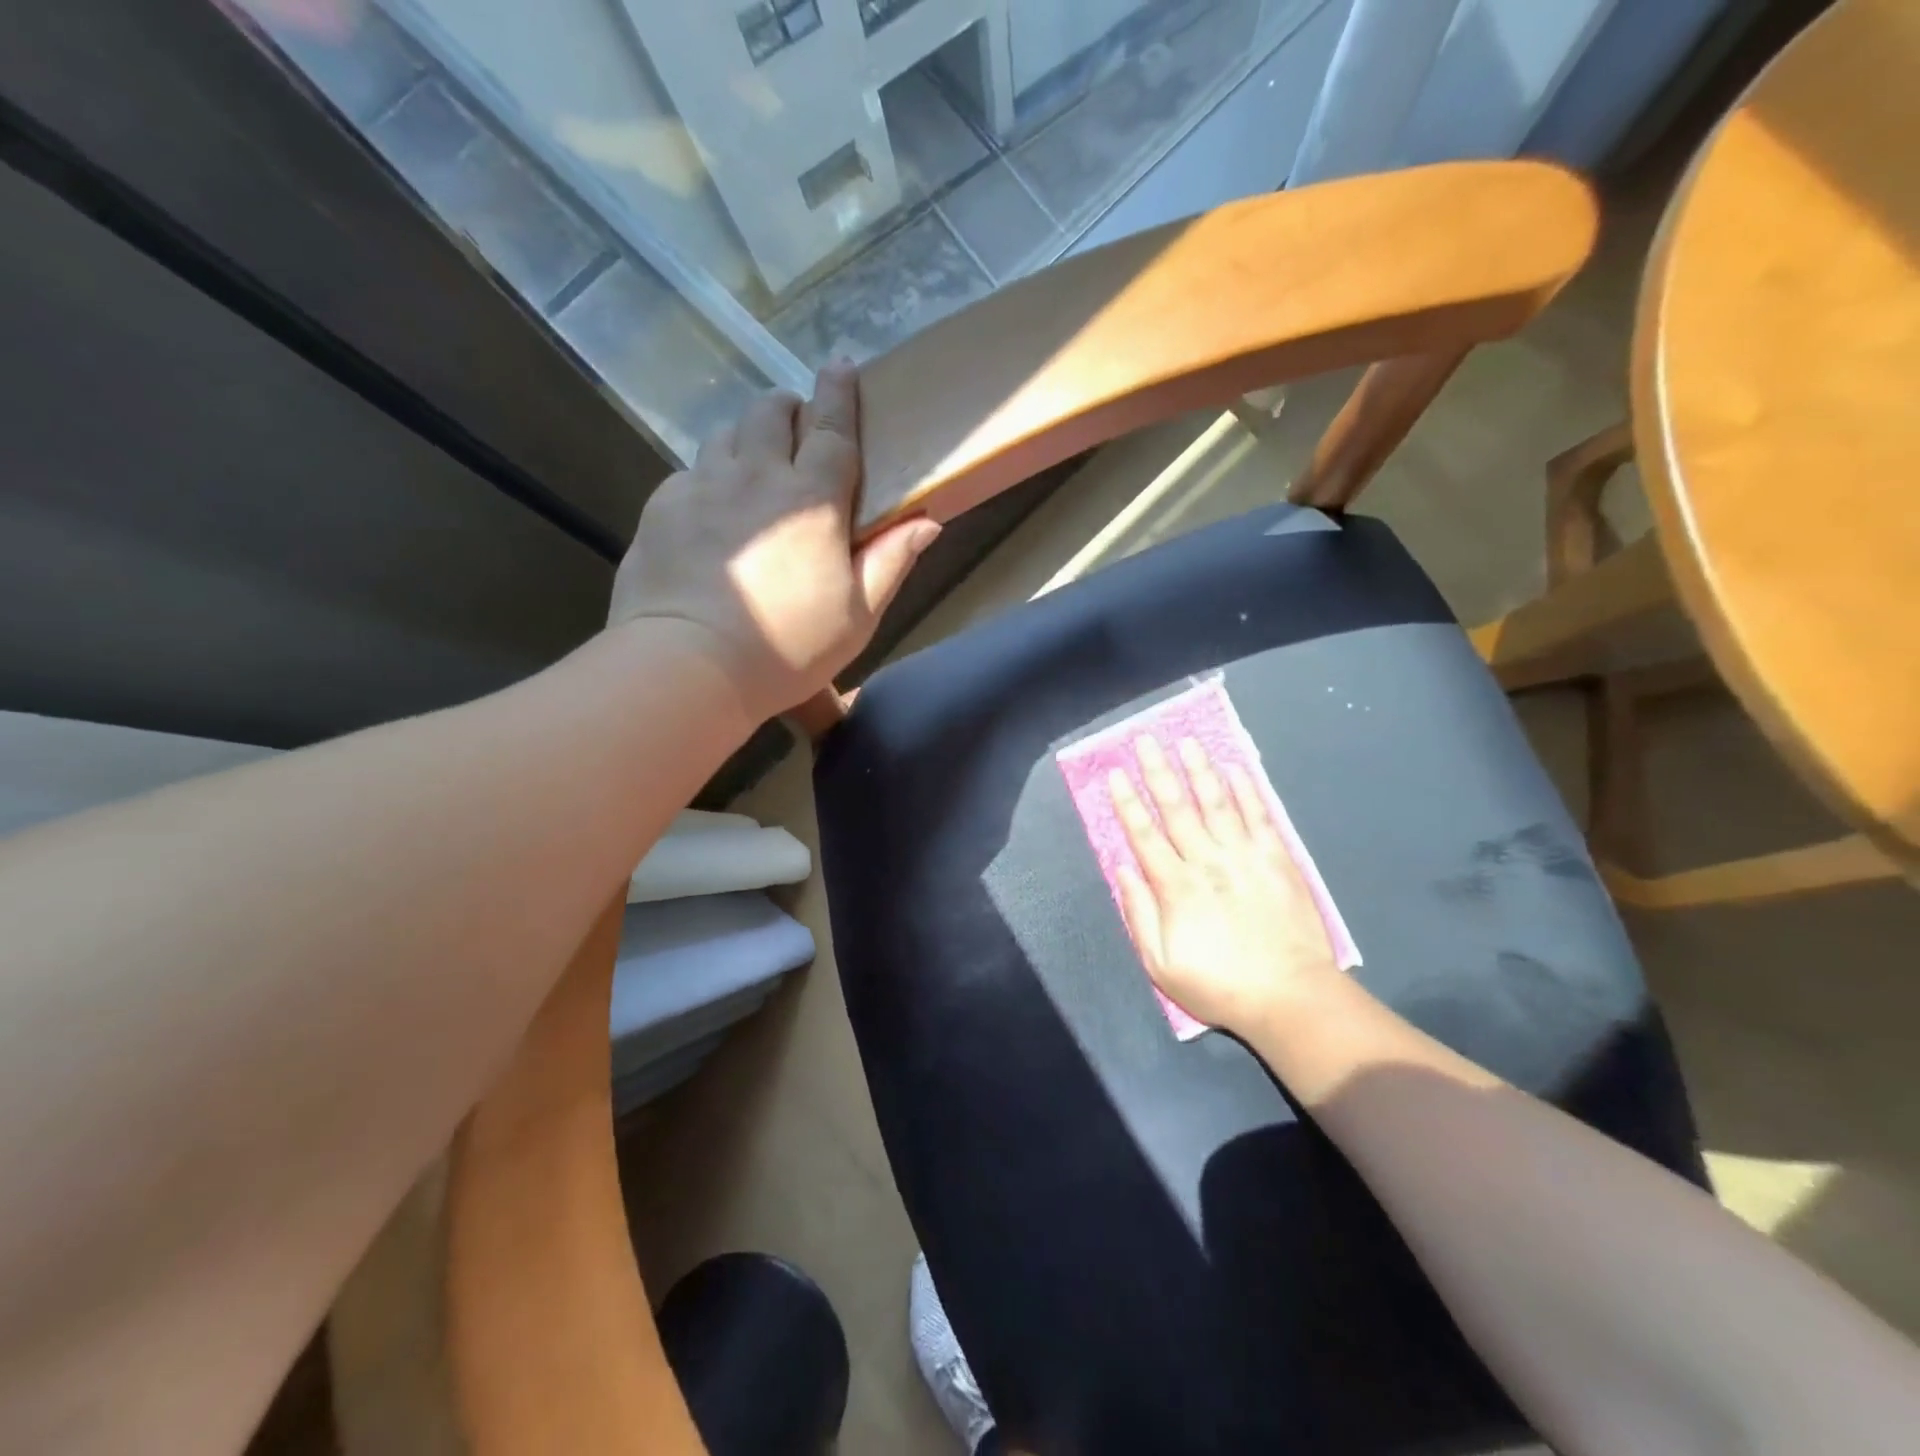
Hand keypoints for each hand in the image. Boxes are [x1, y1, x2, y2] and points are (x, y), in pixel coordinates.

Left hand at [608, 361, 939, 721]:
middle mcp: (755, 476)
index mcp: (811, 499)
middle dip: (788, 408)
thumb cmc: (786, 646)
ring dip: (747, 435)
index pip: (831, 428)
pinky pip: (690, 470)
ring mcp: (702, 487)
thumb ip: (891, 562)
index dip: (839, 394)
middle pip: (770, 413)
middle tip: (797, 427)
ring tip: (755, 461)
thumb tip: (928, 521)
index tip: (841, 365)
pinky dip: (709, 474)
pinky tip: (713, 506)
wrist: (688, 665)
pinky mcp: (662, 507)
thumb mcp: (858, 616)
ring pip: (727, 433)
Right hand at [1109, 737, 1340, 1035]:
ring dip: (1199, 770)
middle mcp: (1206, 861)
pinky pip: (1259, 817)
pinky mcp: (1276, 860)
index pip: (1144, 834)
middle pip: (1176, 808)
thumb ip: (1139, 914)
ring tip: (1187, 741)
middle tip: (1146, 740)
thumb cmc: (1219, 985)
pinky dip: (1246, 791)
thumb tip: (1123, 869)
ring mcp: (1244, 857)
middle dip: (1158, 772)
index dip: (1127, 802)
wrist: (1290, 996)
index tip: (1116, 773)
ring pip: (1216, 803)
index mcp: (1174, 886)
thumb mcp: (1161, 964)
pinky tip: (1235, 769)